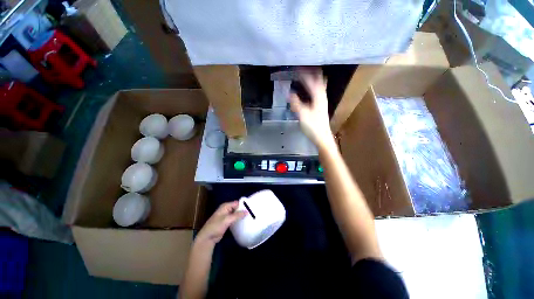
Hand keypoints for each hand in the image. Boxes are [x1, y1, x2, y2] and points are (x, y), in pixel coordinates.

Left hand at [195, 201, 246, 244]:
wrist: (207, 238)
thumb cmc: (216, 226)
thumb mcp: (227, 220)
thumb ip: (237, 215)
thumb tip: (247, 211)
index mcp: (226, 206)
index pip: (237, 203)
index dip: (244, 205)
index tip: (251, 208)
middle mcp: (226, 209)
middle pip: (237, 208)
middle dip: (243, 210)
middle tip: (252, 213)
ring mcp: (227, 216)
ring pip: (236, 213)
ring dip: (241, 215)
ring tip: (250, 217)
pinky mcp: (227, 222)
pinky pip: (235, 219)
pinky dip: (239, 219)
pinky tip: (244, 222)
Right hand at [289, 68, 334, 148]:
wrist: (322, 137)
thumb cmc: (313, 126)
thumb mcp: (302, 115)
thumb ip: (296, 103)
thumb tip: (289, 93)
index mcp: (318, 96)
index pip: (311, 80)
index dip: (304, 73)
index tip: (297, 67)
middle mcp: (322, 96)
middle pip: (319, 80)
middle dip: (312, 72)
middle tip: (303, 67)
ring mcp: (322, 101)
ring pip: (319, 85)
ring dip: (313, 78)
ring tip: (306, 74)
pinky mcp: (320, 106)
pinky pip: (317, 91)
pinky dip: (313, 87)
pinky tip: (308, 89)